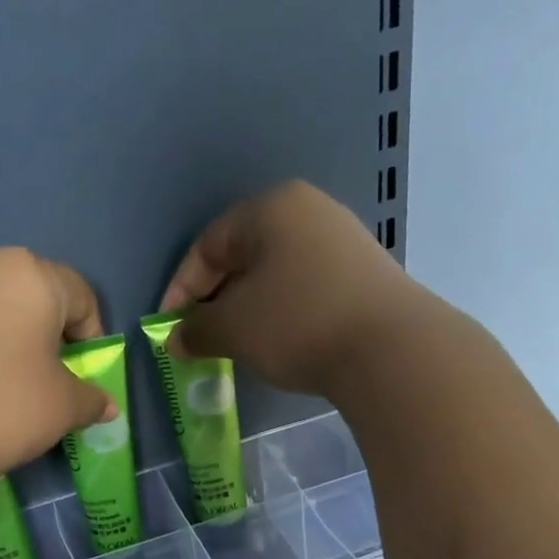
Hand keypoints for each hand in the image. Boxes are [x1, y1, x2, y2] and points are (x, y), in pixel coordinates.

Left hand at [0, 246, 116, 495]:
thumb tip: (105, 404)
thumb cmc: (0, 408)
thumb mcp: (62, 409)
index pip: (82, 298)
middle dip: (47, 336)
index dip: (91, 341)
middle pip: (35, 296)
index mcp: (32, 274)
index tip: (80, 380)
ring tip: (0, 384)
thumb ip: (91, 399)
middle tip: (42, 383)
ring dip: (7, 337)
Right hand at [159, 181, 423, 400]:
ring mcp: (342, 242)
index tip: (170, 329)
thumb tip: (176, 339)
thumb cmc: (297, 324)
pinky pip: (305, 289)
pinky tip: (280, 343)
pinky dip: (282, 314)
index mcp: (270, 209)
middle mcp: (308, 212)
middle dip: (216, 300)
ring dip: (249, 310)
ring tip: (238, 346)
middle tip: (203, 339)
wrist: (388, 348)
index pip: (208, 244)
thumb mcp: (234, 328)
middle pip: (244, 256)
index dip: (181, 289)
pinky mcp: (363, 275)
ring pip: (276, 275)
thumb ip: (196, 330)